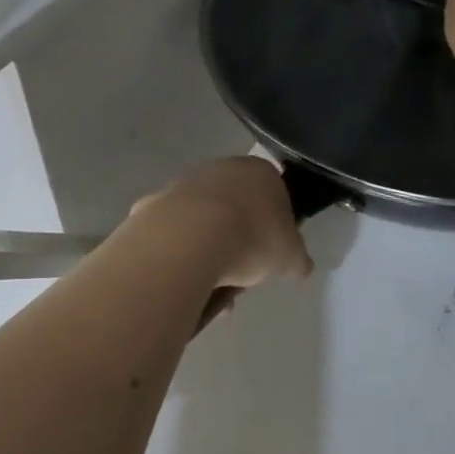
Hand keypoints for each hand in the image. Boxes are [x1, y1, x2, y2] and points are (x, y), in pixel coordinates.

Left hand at [129, 157, 313, 292]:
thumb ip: (297, 259)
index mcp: (261, 172)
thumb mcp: (291, 258)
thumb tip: (299, 266)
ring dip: (211, 249)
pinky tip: (186, 275)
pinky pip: (175, 232)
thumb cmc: (252, 240)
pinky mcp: (155, 202)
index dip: (275, 227)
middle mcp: (222, 168)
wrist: (190, 239)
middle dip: (240, 241)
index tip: (271, 254)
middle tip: (242, 273)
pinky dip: (182, 252)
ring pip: (204, 220)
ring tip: (212, 285)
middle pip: (237, 208)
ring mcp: (185, 183)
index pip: (276, 196)